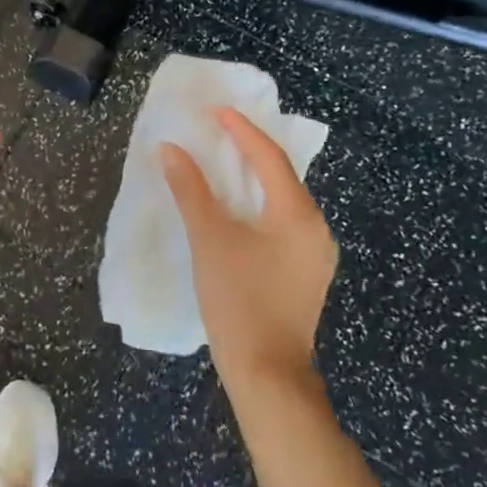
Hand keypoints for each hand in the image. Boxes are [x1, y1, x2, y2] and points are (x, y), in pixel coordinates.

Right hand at [161, 108, 337, 388]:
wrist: (268, 376)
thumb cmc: (239, 301)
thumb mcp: (209, 240)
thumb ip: (190, 190)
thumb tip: (170, 149)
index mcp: (298, 215)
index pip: (269, 157)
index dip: (241, 130)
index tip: (215, 110)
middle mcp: (315, 229)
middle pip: (282, 175)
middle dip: (250, 149)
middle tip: (218, 130)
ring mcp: (315, 254)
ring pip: (283, 200)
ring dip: (254, 178)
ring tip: (224, 160)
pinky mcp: (306, 273)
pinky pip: (283, 221)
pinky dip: (259, 203)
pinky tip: (238, 207)